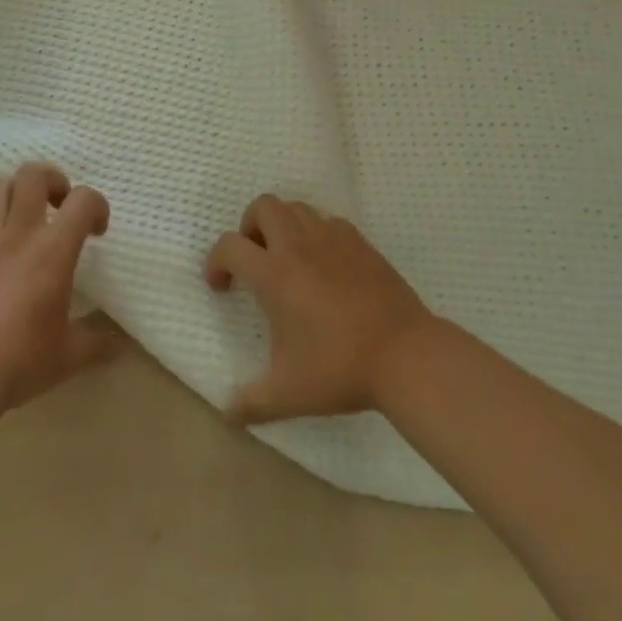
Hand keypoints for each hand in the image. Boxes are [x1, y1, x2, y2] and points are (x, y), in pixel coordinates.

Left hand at [0, 163, 123, 409]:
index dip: (97, 206)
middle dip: (53, 180)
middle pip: (32, 174)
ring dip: (18, 193)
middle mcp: (18, 234)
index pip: (83, 200)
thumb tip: (121, 344)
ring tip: (27, 219)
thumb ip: (98, 343)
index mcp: (53, 250)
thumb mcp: (69, 356)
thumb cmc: (20, 360)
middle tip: (60, 207)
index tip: (97, 232)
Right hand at [204, 195, 435, 423]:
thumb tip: (227, 414)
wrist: (406, 356)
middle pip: (263, 206)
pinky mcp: (360, 243)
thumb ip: (251, 402)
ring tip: (287, 260)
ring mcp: (332, 239)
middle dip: (249, 227)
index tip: (221, 286)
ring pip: (297, 207)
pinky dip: (316, 232)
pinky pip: (328, 221)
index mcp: (274, 275)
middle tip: (255, 260)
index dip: (215, 262)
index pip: (229, 247)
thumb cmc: (339, 369)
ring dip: (283, 225)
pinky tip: (323, 264)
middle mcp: (299, 246)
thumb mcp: (288, 394)